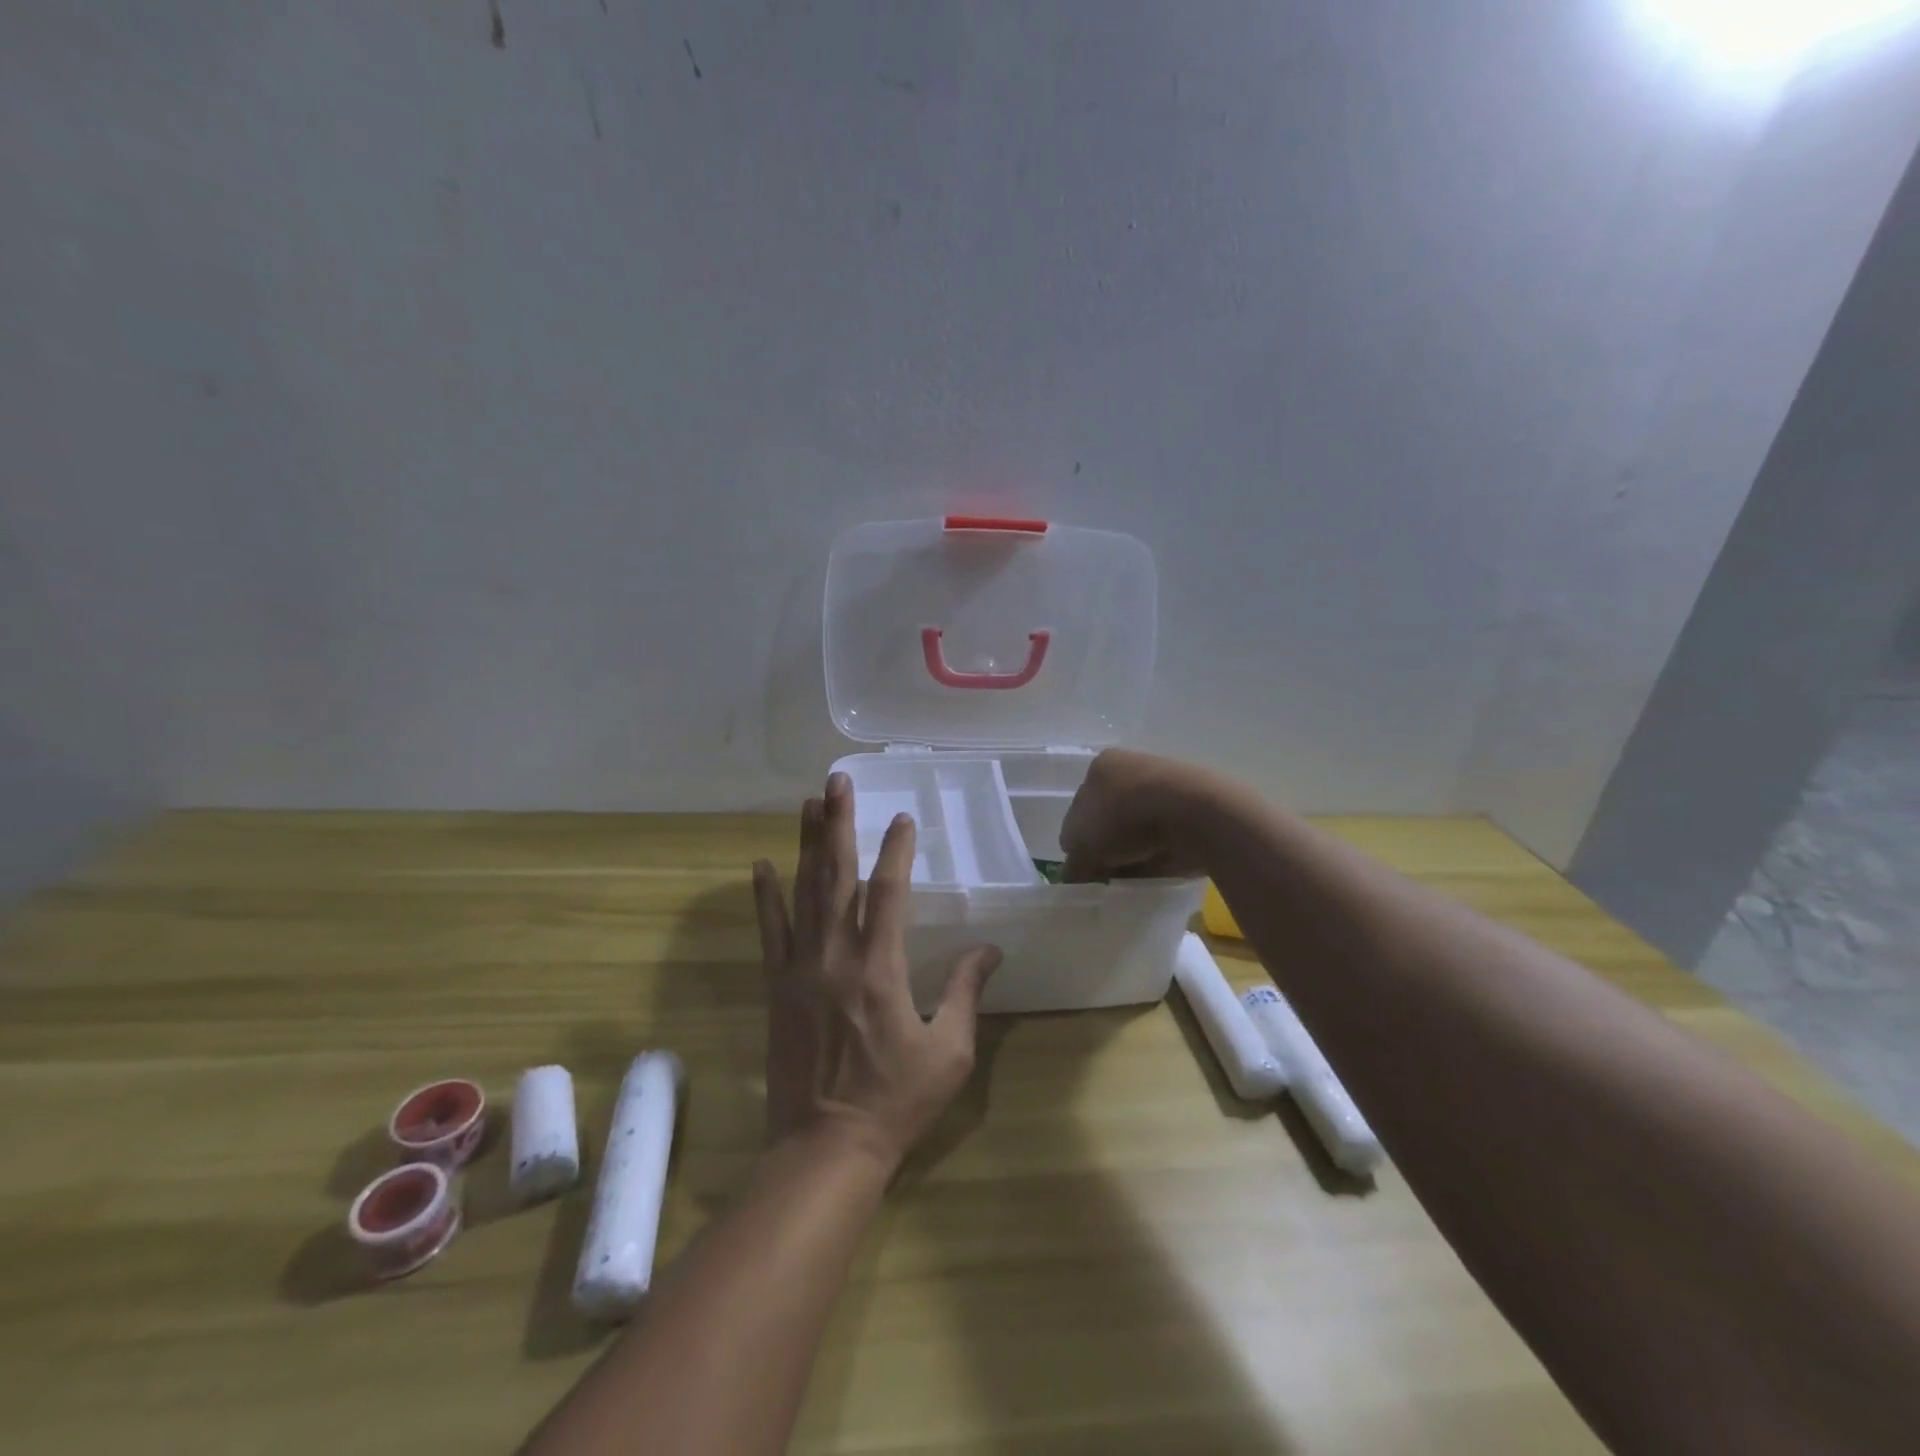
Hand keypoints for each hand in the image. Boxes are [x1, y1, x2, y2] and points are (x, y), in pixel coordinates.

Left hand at [751, 772, 1001, 1171]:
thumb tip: (990, 949)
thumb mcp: (948, 1052)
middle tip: (837, 782)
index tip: (902, 817)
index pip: (888, 892)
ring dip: (804, 845)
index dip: (896, 850)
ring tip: (806, 804)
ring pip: (801, 893)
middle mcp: (835, 956)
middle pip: (836, 876)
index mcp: (879, 968)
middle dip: (837, 824)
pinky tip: (759, 865)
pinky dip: (764, 897)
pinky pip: (769, 932)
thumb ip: (966, 992)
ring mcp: (799, 969)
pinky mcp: (776, 987)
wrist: (825, 1148)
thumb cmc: (896, 1101)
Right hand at [1059, 748, 1222, 882]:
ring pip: (1139, 828)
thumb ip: (1073, 861)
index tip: (1085, 866)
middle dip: (1108, 846)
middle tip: (1107, 874)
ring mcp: (1166, 785)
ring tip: (1134, 876)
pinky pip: (1167, 837)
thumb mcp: (1081, 845)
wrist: (1194, 813)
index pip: (1080, 806)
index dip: (1079, 839)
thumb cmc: (1125, 817)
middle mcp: (1132, 768)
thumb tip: (1074, 874)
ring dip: (1135, 851)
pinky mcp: (1194, 806)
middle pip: (1110, 817)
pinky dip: (1160, 854)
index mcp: (1102, 767)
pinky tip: (1159, 869)